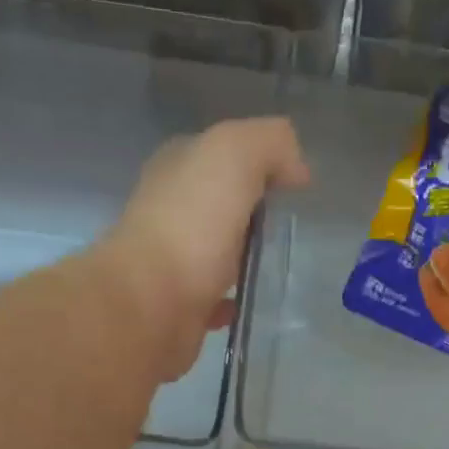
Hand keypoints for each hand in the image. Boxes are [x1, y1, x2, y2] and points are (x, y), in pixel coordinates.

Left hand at [95, 117, 309, 377]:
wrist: (151, 303)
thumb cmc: (191, 223)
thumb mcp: (234, 155)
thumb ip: (270, 143)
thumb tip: (297, 169)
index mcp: (177, 167)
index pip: (223, 154)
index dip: (260, 163)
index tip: (294, 187)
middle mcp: (170, 209)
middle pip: (222, 203)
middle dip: (253, 212)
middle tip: (290, 227)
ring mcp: (172, 260)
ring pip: (218, 251)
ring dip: (243, 256)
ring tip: (277, 264)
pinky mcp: (179, 305)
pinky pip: (215, 298)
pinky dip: (232, 298)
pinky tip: (251, 300)